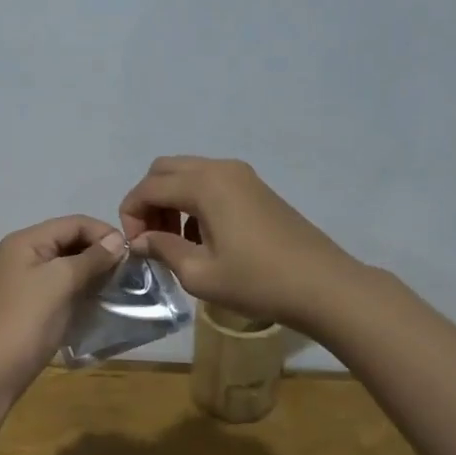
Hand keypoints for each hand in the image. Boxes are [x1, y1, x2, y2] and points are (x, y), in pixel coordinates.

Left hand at [0, 216, 127, 400]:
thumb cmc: (26, 321)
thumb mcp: (61, 283)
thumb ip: (91, 258)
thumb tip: (118, 241)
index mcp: (24, 241)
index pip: (72, 223)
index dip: (103, 233)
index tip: (132, 254)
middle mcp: (18, 254)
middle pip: (66, 241)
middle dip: (97, 252)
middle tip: (126, 272)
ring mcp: (18, 280)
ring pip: (62, 265)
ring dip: (89, 272)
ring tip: (115, 286)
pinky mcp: (23, 303)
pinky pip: (55, 285)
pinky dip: (76, 289)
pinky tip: (94, 301)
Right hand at [119, 157, 355, 328]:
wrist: (324, 286)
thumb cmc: (258, 281)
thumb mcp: (201, 274)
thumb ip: (163, 249)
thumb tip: (140, 241)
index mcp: (204, 184)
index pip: (148, 188)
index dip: (131, 215)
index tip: (135, 247)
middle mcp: (220, 169)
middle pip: (164, 170)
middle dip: (148, 200)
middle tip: (151, 238)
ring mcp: (242, 175)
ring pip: (187, 173)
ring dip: (170, 200)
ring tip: (174, 241)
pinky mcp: (256, 188)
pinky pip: (210, 182)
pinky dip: (194, 200)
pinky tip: (202, 237)